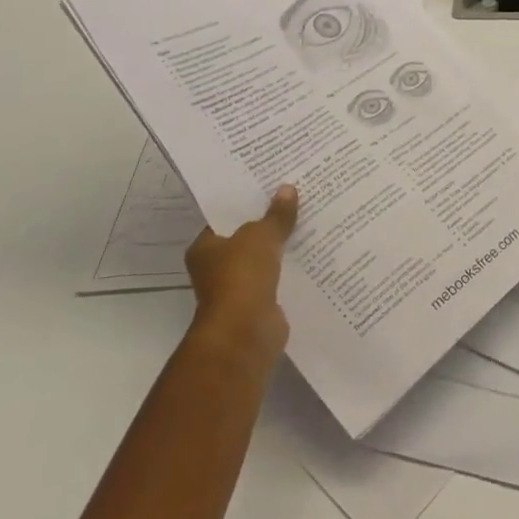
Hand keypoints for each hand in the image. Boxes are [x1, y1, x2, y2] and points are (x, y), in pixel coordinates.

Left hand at [183, 185, 298, 372]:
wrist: (246, 332)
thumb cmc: (241, 276)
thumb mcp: (261, 236)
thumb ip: (276, 214)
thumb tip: (288, 189)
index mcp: (205, 248)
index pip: (226, 218)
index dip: (248, 203)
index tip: (271, 187)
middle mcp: (216, 268)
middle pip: (247, 238)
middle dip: (269, 223)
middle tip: (296, 199)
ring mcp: (238, 288)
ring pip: (264, 259)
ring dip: (282, 247)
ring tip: (310, 221)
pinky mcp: (259, 304)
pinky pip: (278, 278)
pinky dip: (291, 269)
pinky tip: (313, 252)